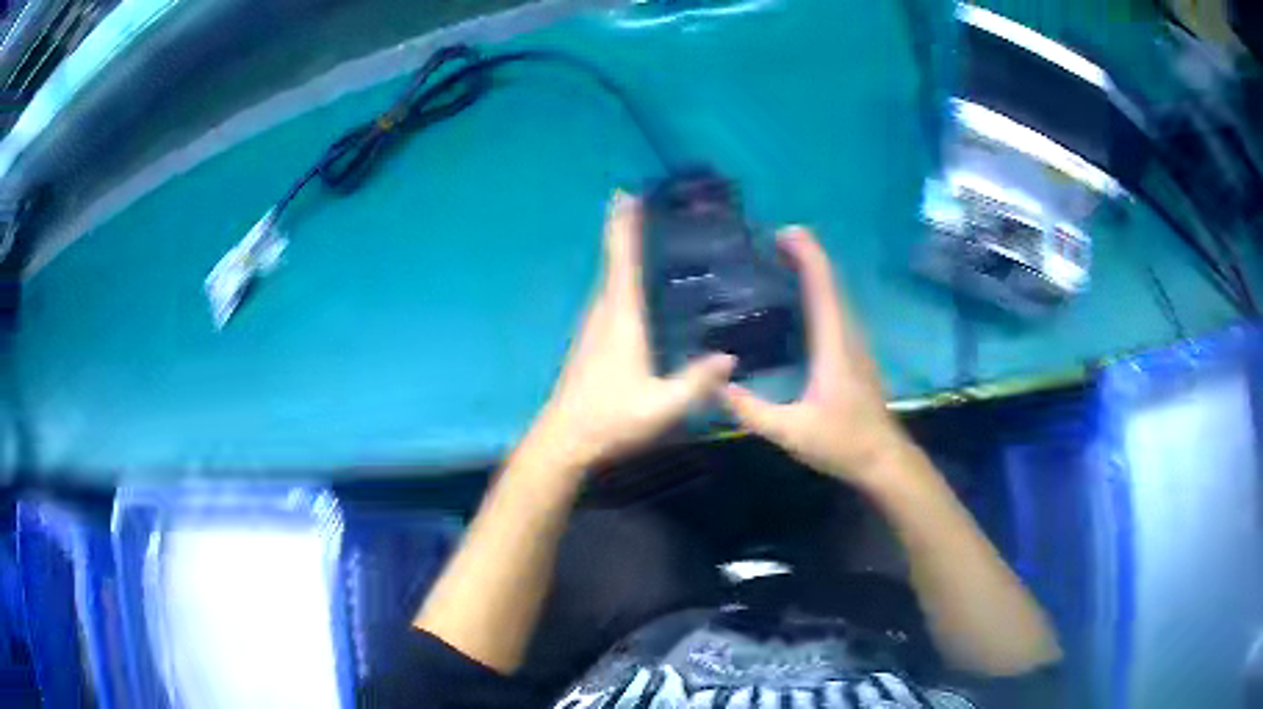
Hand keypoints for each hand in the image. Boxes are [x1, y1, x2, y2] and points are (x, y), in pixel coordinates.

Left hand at [530, 190, 734, 469]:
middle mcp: (604, 314)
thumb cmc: (610, 421)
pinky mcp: (592, 342)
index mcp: (621, 319)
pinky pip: (611, 297)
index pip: (622, 260)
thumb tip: (730, 357)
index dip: (623, 225)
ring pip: (611, 280)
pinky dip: (622, 278)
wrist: (564, 442)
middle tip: (651, 206)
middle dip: (627, 231)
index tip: (626, 193)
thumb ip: (696, 383)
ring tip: (651, 238)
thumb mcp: (661, 407)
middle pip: (614, 262)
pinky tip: (641, 288)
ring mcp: (594, 328)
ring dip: (624, 253)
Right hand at [722, 227, 904, 483]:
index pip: (822, 286)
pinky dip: (820, 292)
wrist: (883, 459)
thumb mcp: (790, 431)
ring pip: (836, 295)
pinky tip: (804, 300)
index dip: (806, 255)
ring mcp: (855, 344)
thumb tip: (714, 385)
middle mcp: (847, 334)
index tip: (784, 233)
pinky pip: (837, 310)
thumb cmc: (842, 442)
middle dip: (806, 255)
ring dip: (815, 271)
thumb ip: (751, 410)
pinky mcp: (855, 355)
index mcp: (833, 343)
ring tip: (785, 260)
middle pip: (830, 282)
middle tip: (774, 241)